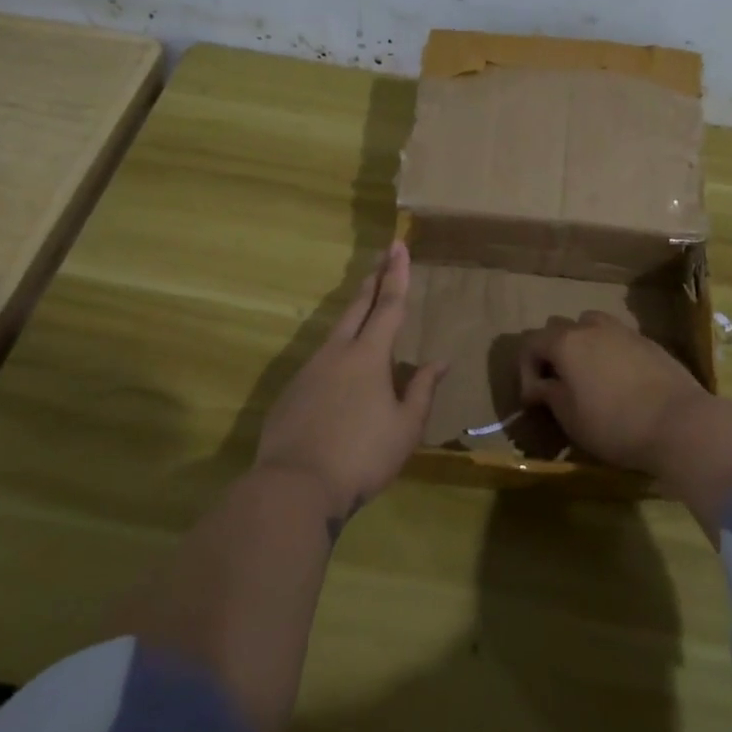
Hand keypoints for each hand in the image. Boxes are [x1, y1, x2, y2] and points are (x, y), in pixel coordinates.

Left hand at [255, 242, 443, 527]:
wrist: (294, 486)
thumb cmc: (362, 457)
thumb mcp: (405, 429)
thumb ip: (421, 391)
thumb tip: (439, 362)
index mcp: (369, 356)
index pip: (389, 305)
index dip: (397, 275)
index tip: (399, 245)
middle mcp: (338, 352)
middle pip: (358, 306)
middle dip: (374, 278)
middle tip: (383, 254)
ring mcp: (310, 369)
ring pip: (337, 331)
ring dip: (354, 312)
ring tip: (366, 304)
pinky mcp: (292, 390)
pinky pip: (321, 360)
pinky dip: (337, 351)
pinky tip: (341, 368)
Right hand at [517, 311, 709, 472]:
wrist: (680, 423)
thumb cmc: (615, 424)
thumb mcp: (570, 417)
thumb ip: (549, 394)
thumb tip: (540, 385)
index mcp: (566, 342)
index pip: (530, 343)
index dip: (526, 371)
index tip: (534, 401)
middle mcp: (591, 327)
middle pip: (559, 328)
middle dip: (552, 353)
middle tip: (558, 384)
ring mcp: (623, 331)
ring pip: (591, 326)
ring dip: (582, 346)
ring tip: (589, 376)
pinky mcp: (649, 342)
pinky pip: (618, 339)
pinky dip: (609, 353)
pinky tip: (620, 381)